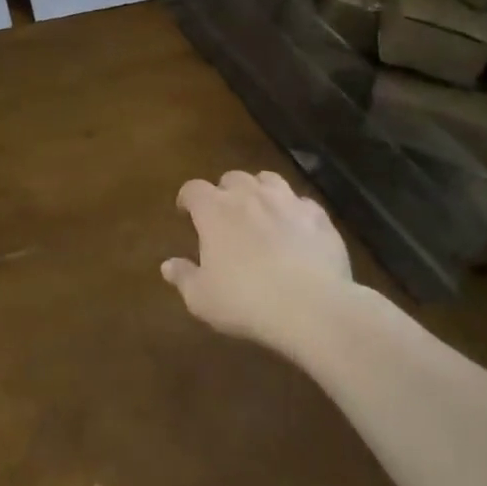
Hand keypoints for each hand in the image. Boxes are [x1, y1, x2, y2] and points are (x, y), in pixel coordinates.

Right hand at [163, 170, 356, 355]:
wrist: (312, 307)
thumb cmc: (246, 301)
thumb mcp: (202, 298)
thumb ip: (183, 277)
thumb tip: (167, 265)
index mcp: (214, 210)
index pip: (193, 189)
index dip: (188, 198)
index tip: (186, 212)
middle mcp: (249, 195)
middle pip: (232, 178)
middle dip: (226, 191)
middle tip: (226, 214)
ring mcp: (287, 201)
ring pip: (269, 180)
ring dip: (261, 191)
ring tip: (261, 211)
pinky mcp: (319, 217)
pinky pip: (303, 203)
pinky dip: (295, 212)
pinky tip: (297, 230)